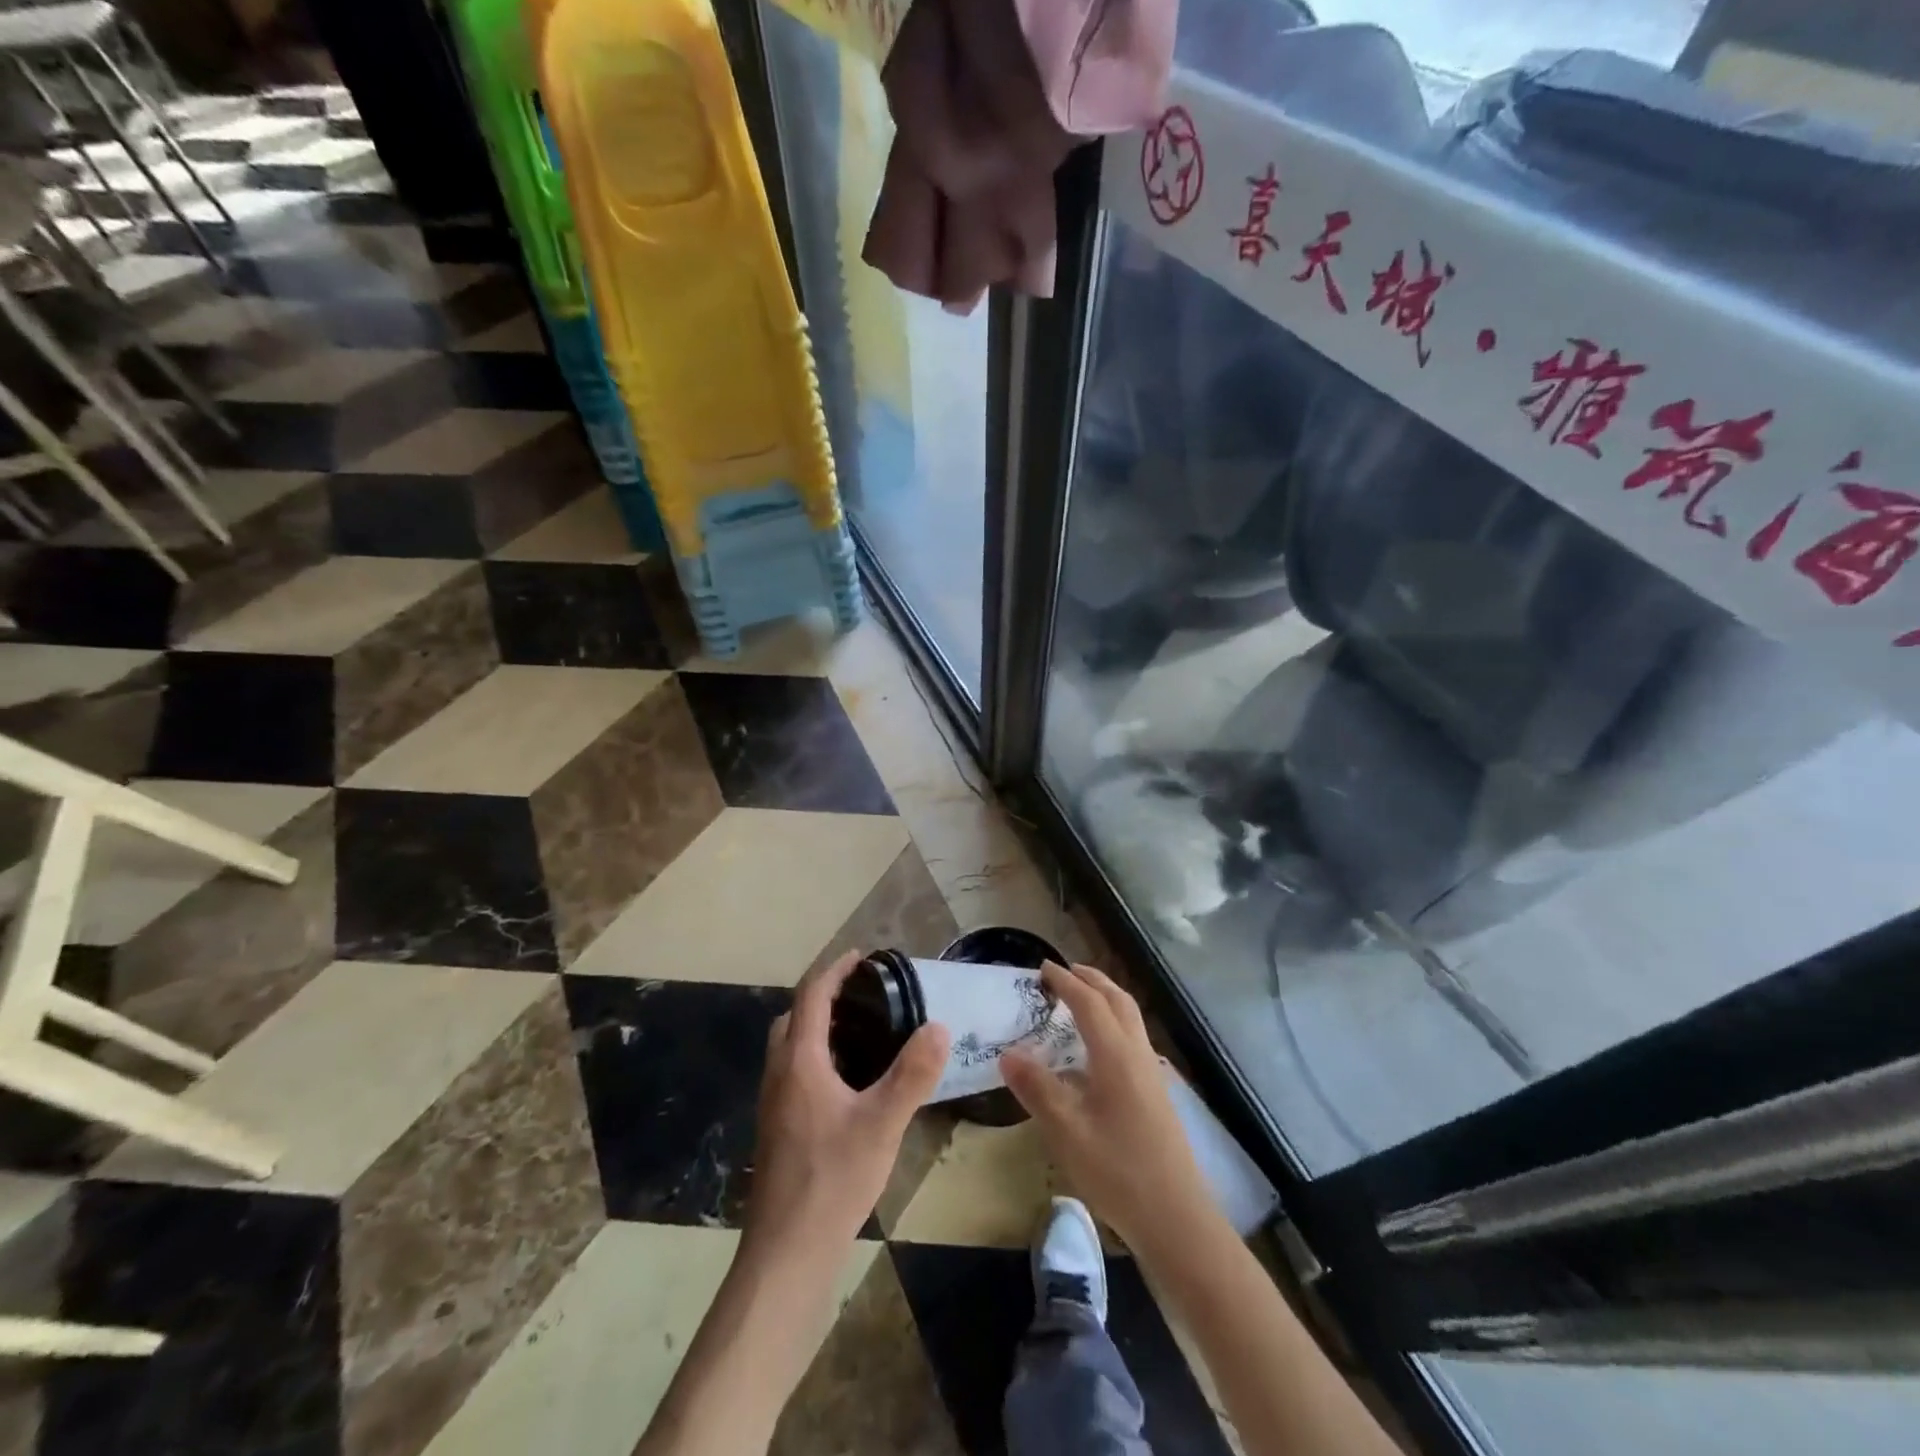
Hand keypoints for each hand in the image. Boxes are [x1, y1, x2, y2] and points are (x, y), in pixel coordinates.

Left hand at [745, 951, 949, 1262]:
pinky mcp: (779, 1128)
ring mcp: (775, 1104)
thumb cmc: (832, 1180)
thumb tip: (938, 1026)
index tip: (862, 956)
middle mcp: (779, 1074)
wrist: (787, 1253)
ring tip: (865, 1033)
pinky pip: (795, 1072)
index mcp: (799, 1062)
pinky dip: (819, 1057)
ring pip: (792, 1047)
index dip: (835, 970)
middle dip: (825, 997)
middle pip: (794, 1017)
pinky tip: (851, 1084)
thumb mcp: (882, 1124)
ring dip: (820, 1028)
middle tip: (865, 996)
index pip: (811, 996)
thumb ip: (912, 1074)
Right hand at [1000, 962, 1215, 1252]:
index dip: (1065, 982)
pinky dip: (1114, 1023)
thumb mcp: (1067, 1132)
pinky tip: (1097, 1050)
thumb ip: (1037, 1088)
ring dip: (1106, 998)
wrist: (1178, 1219)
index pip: (1089, 1003)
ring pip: (1130, 1018)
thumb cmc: (1119, 1172)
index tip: (1041, 968)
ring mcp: (1152, 1074)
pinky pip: (1133, 1039)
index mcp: (1116, 1055)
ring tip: (1081, 999)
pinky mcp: (1157, 1093)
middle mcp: (1137, 1054)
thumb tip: (1007, 1053)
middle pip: (1118, 1000)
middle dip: (1092, 980)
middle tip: (1065, 971)